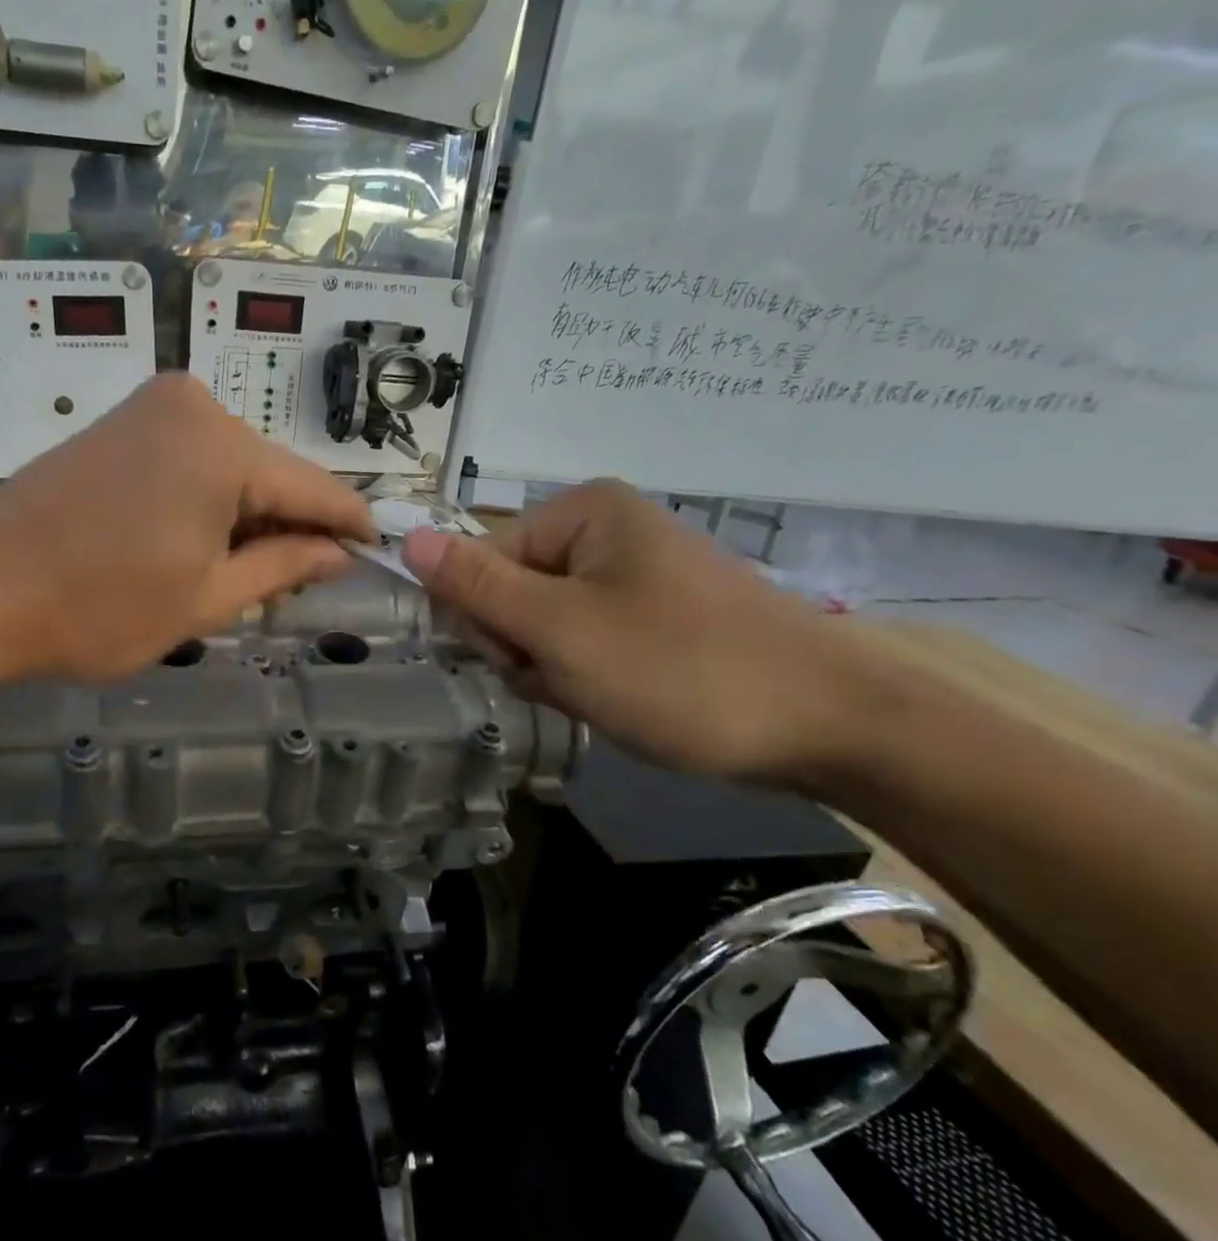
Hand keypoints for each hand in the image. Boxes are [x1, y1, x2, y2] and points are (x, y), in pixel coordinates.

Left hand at [0, 373, 374, 680]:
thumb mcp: (207, 598)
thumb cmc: (98, 607)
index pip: (313, 487)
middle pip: (270, 474)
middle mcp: (192, 406)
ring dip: (247, 517)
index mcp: (221, 445)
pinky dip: (208, 500)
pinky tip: (198, 544)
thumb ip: (283, 566)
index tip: (378, 549)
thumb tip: (338, 551)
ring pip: (231, 467)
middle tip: (296, 586)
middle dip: (290, 527)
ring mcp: (149, 409)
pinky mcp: (120, 425)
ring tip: (240, 575)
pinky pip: (190, 459)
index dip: (349, 524)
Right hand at [400, 482, 877, 785]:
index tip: (523, 661)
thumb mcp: (561, 630)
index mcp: (585, 513)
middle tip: (570, 680)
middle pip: (515, 591)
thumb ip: (478, 586)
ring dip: (555, 667)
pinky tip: (622, 698)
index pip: (483, 560)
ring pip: (548, 624)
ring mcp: (638, 574)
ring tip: (603, 695)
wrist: (832, 727)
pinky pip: (589, 639)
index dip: (487, 619)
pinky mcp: (660, 615)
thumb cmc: (681, 669)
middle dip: (526, 646)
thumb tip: (407, 538)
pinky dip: (590, 674)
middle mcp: (609, 530)